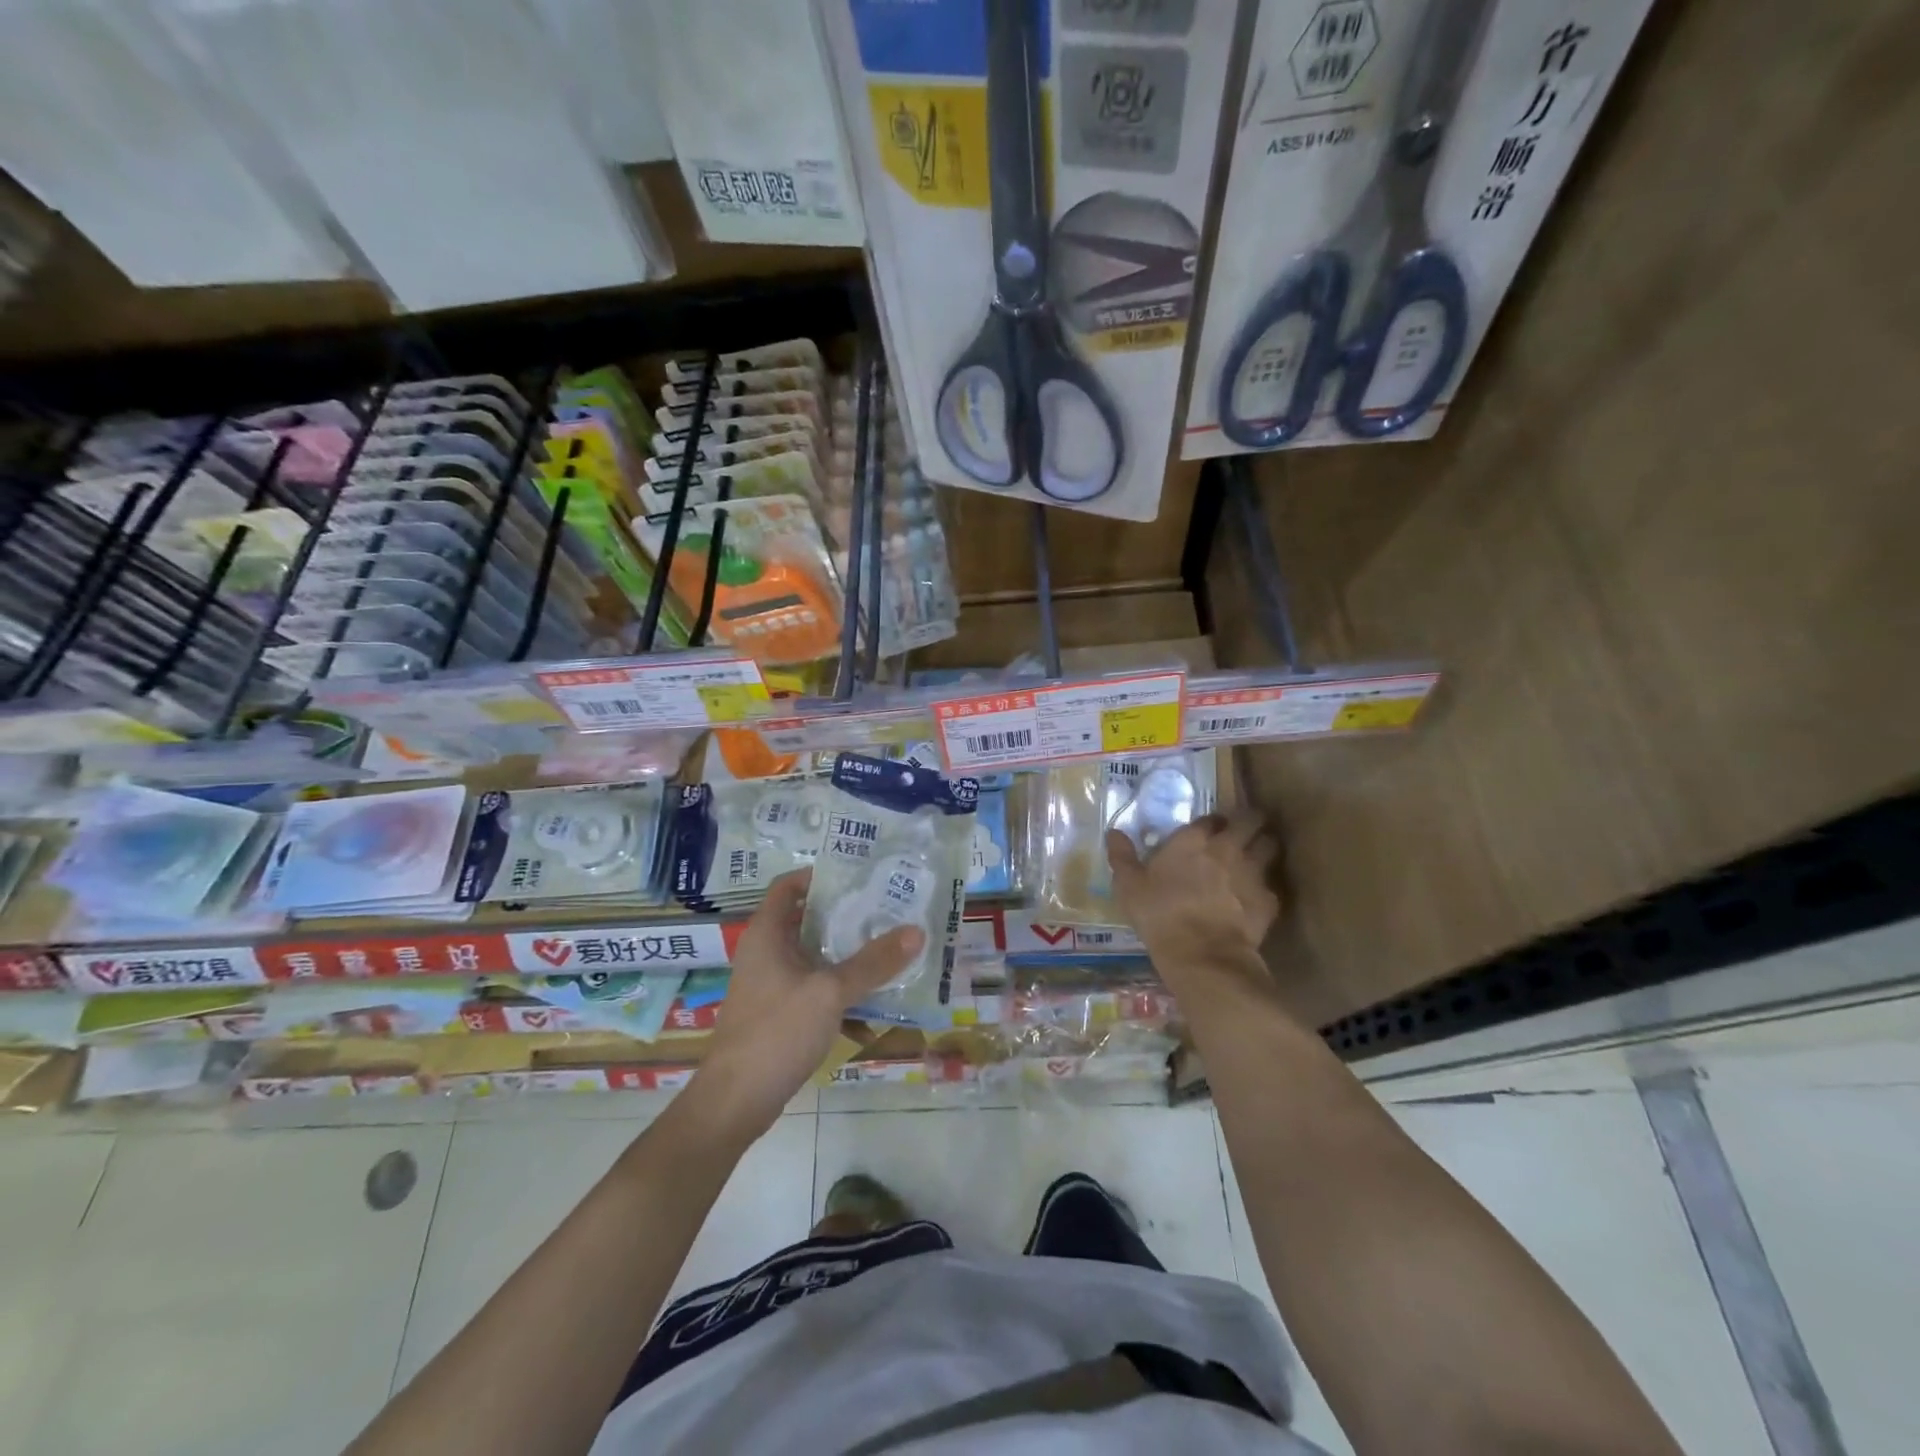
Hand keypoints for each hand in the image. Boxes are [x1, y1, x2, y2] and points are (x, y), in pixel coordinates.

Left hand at [690, 869, 922, 1137]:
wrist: (736, 1102)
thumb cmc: (777, 1032)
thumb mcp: (830, 992)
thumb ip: (873, 962)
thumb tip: (916, 931)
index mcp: (767, 934)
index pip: (788, 886)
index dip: (819, 875)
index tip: (858, 876)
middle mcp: (765, 953)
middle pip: (806, 920)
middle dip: (845, 915)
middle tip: (886, 909)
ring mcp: (770, 985)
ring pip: (813, 956)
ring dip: (846, 953)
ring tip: (888, 947)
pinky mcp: (779, 1013)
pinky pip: (814, 987)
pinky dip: (839, 987)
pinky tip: (872, 1000)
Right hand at [1106, 814, 1279, 985]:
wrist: (1202, 955)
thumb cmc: (1160, 915)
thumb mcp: (1129, 886)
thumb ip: (1122, 856)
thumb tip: (1113, 832)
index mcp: (1193, 840)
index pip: (1211, 818)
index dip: (1211, 822)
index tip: (1209, 829)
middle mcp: (1227, 847)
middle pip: (1250, 820)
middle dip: (1250, 821)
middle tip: (1245, 829)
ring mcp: (1252, 872)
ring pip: (1270, 846)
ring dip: (1265, 846)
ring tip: (1258, 854)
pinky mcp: (1268, 900)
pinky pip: (1271, 886)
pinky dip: (1265, 889)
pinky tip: (1256, 898)